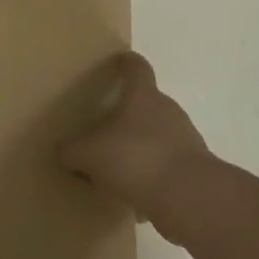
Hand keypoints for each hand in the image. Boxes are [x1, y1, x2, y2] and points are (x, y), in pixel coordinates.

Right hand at [60, 53, 214, 241]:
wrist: (190, 198)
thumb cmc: (136, 159)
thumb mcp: (89, 154)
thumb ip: (72, 151)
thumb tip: (64, 152)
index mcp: (143, 96)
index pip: (136, 68)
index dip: (126, 63)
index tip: (119, 61)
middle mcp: (168, 110)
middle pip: (146, 104)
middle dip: (127, 114)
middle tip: (105, 129)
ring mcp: (185, 139)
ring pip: (157, 136)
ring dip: (139, 147)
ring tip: (117, 169)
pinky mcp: (194, 169)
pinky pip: (166, 166)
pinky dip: (151, 176)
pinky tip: (136, 197)